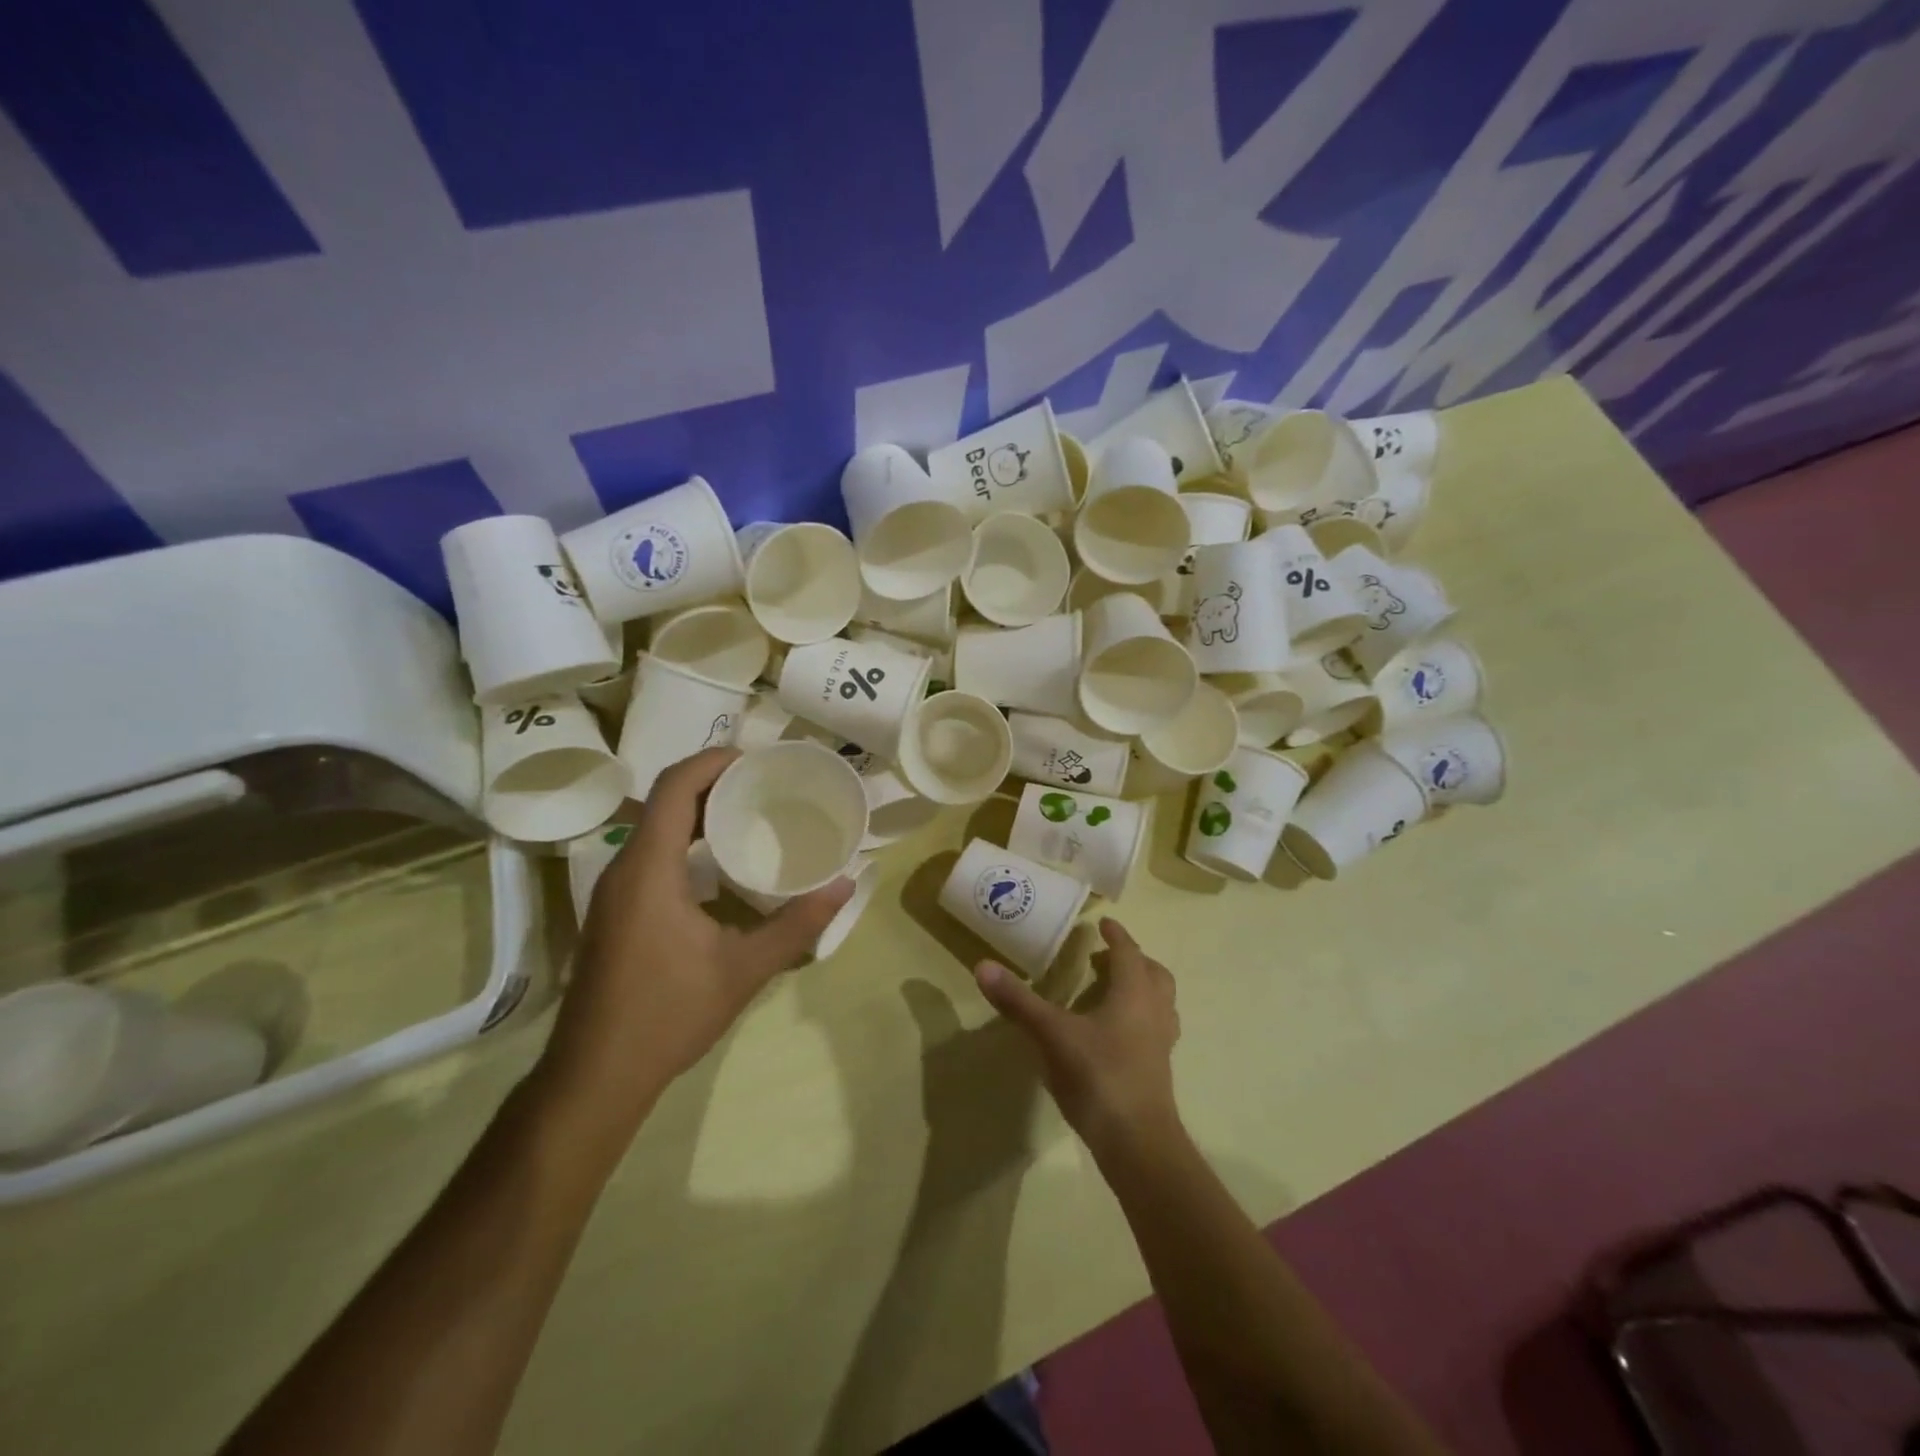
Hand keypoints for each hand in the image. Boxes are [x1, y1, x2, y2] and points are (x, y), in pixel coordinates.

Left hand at [541, 748, 854, 1133]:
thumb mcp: (744, 969)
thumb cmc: (668, 1015)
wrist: (596, 1075)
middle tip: (766, 784)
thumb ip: (797, 925)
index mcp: (649, 869)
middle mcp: (623, 868)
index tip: (757, 759)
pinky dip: (686, 841)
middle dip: (714, 782)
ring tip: (751, 814)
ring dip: (699, 812)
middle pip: (665, 801)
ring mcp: (614, 892)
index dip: (714, 761)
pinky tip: (720, 864)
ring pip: (655, 828)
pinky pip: (650, 854)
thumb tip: (846, 885)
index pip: (675, 787)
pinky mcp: (614, 912)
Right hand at [972, 918, 1181, 1161]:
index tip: (1103, 924)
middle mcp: (1154, 1011)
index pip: (1129, 953)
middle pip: (1154, 974)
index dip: (1117, 936)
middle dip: (1133, 960)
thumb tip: (983, 966)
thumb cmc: (1098, 1076)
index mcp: (1134, 993)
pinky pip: (1155, 1029)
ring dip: (1141, 989)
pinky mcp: (1158, 1070)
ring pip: (1160, 1002)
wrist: (1138, 1143)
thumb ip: (1019, 1001)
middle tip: (1105, 958)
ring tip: (1111, 991)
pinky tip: (1113, 1034)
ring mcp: (1161, 1043)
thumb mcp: (1052, 1034)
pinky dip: (1139, 1018)